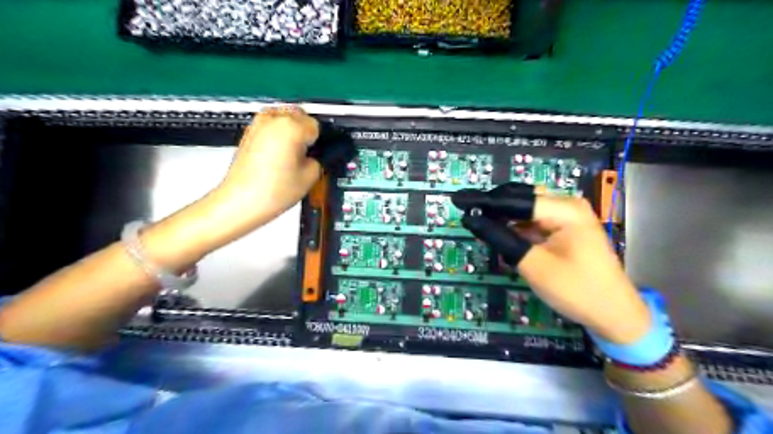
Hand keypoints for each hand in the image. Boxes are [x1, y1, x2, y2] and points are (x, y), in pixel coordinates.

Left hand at [217, 106, 324, 223]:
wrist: (242, 201)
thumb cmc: (272, 191)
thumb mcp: (310, 177)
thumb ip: (319, 159)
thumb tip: (316, 155)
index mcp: (292, 127)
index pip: (317, 125)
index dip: (319, 141)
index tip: (318, 153)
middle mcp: (274, 119)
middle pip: (300, 115)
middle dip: (305, 131)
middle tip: (306, 154)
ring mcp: (258, 124)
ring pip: (284, 117)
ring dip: (292, 130)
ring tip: (291, 155)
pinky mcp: (249, 132)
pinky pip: (271, 125)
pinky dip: (278, 134)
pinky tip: (279, 155)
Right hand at [454, 182, 650, 344]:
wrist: (615, 315)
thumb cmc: (577, 290)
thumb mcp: (534, 264)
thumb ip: (502, 238)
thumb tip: (472, 219)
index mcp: (564, 209)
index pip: (515, 198)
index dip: (484, 200)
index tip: (458, 201)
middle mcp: (566, 206)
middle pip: (521, 200)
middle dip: (494, 208)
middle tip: (467, 216)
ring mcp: (567, 218)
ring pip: (525, 211)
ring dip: (504, 220)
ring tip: (480, 226)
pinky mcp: (565, 230)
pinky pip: (533, 223)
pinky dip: (516, 230)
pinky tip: (502, 236)